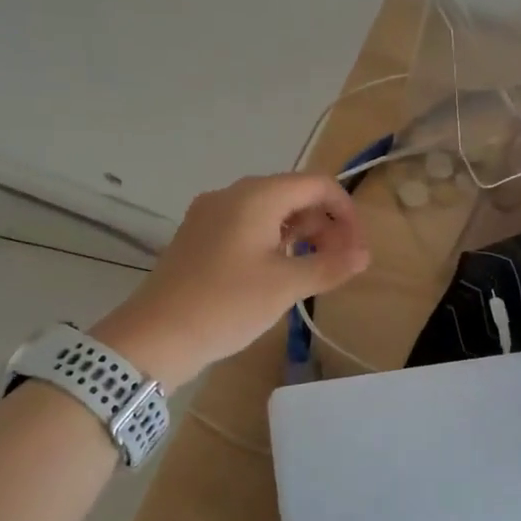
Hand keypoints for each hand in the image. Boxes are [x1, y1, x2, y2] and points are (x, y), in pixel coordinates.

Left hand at [91, 173, 369, 387]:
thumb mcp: (285, 286)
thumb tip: (365, 254)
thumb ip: (330, 265)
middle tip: (341, 263)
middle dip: (325, 224)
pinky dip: (274, 243)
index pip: (316, 184)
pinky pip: (248, 228)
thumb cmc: (226, 305)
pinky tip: (280, 273)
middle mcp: (232, 195)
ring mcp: (211, 216)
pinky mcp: (200, 238)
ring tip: (316, 270)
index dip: (346, 211)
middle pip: (293, 195)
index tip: (358, 248)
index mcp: (255, 196)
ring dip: (301, 235)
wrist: (155, 337)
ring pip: (271, 213)